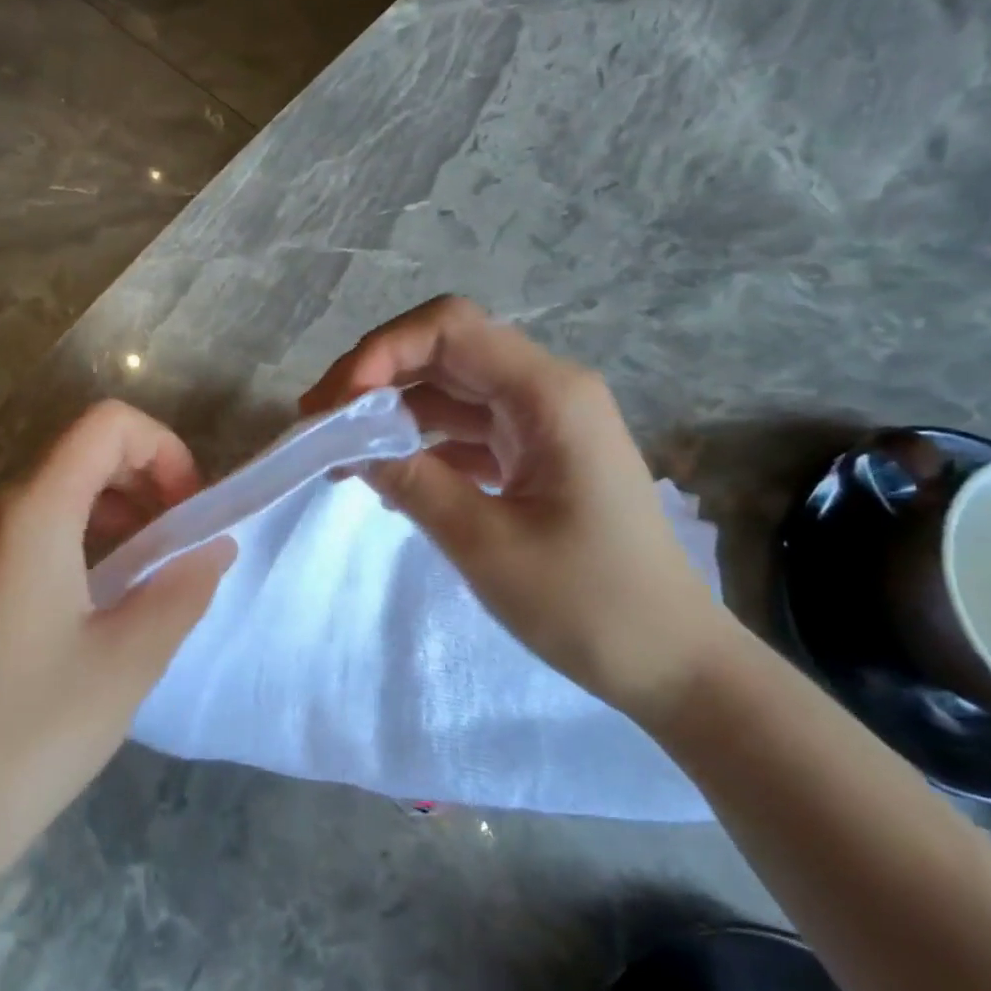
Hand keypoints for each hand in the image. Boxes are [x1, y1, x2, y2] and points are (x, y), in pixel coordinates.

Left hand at [0, 401, 233, 875]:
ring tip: (151, 570)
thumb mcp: (130, 659)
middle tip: (181, 542)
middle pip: (83, 452)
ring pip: (59, 489)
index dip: (163, 448)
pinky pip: (33, 527)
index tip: (190, 510)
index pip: (106, 425)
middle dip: (146, 478)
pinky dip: (83, 535)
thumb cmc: (33, 731)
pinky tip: (102, 595)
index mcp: (32, 513)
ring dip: (117, 509)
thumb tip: (216, 547)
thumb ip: (184, 588)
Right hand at [301, 296, 730, 723]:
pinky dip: (419, 444)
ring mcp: (541, 424)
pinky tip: (384, 475)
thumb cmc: (589, 603)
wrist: (673, 662)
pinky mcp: (534, 456)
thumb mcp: (485, 544)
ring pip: (448, 391)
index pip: (449, 328)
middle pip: (444, 352)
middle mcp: (546, 392)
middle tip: (317, 424)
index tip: (336, 406)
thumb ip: (412, 481)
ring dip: (390, 413)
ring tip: (337, 453)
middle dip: (374, 378)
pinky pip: (464, 431)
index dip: (381, 351)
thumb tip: (349, 446)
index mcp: (548, 395)